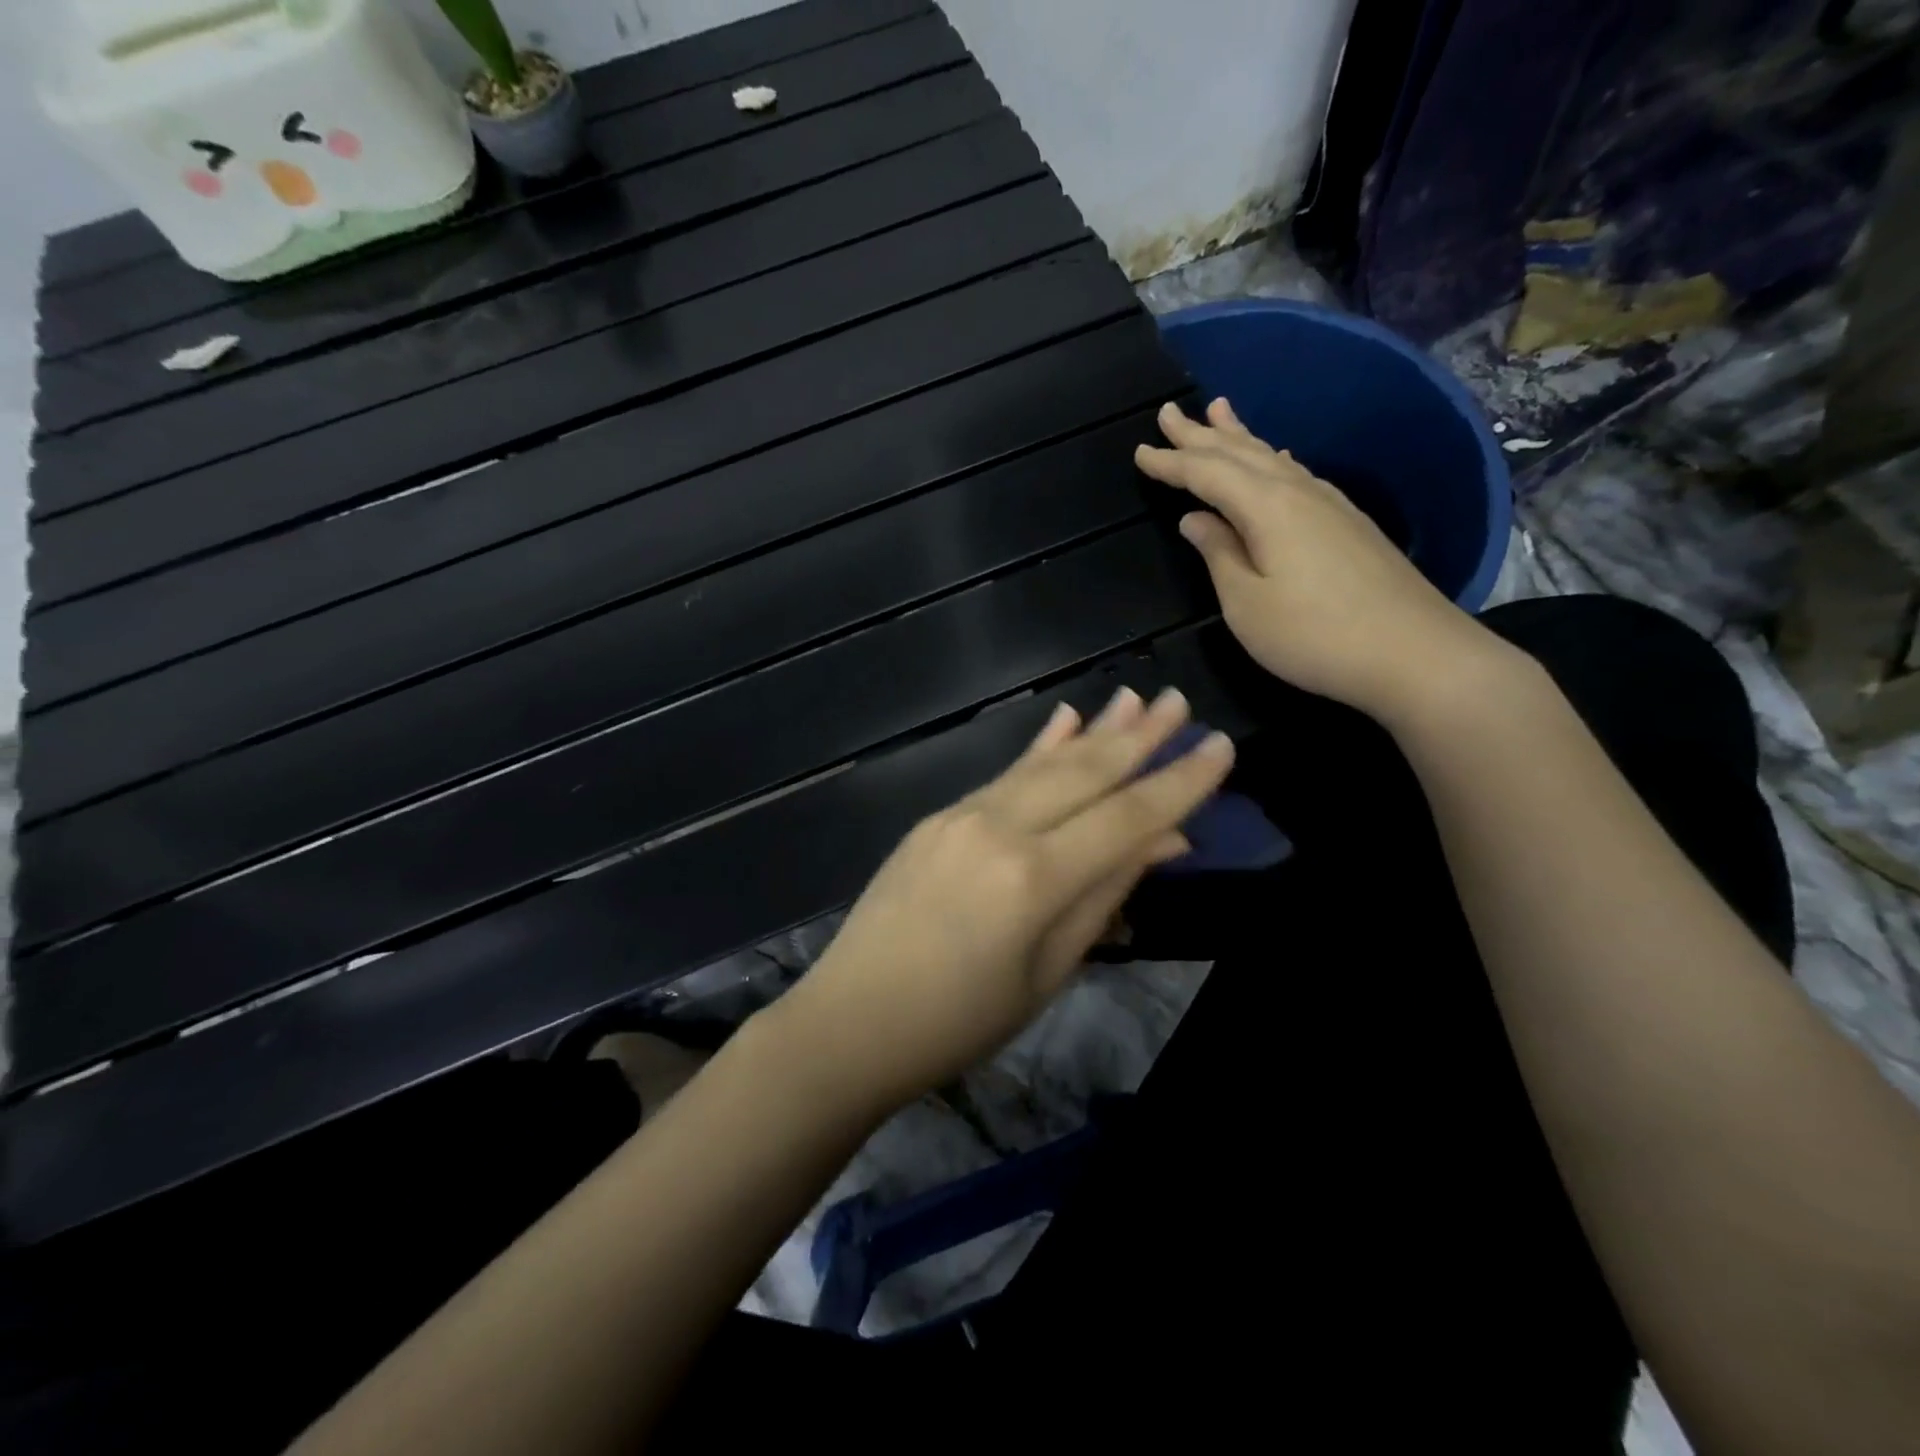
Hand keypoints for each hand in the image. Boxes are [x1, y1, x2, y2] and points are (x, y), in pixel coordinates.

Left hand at [773, 688, 1232, 1109]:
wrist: (851, 1020)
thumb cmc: (960, 1022)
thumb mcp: (1048, 972)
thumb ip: (1103, 895)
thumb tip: (1162, 839)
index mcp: (1034, 878)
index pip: (1126, 817)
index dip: (1179, 782)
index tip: (1220, 746)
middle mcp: (999, 829)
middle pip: (1084, 773)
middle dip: (1138, 737)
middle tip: (1178, 700)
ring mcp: (961, 816)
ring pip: (1042, 765)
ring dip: (1093, 731)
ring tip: (1132, 698)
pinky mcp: (936, 818)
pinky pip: (1001, 776)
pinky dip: (1038, 748)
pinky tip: (1063, 719)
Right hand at [1136, 398, 1498, 721]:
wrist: (1414, 653)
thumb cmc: (1314, 635)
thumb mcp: (1247, 603)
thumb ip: (1219, 554)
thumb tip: (1196, 519)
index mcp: (1266, 507)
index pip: (1207, 474)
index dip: (1171, 462)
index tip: (1139, 451)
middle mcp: (1298, 491)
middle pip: (1241, 453)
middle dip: (1200, 434)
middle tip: (1168, 412)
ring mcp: (1329, 504)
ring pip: (1272, 457)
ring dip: (1239, 437)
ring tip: (1218, 411)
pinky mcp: (1348, 523)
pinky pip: (1296, 473)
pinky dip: (1272, 459)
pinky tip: (1277, 459)